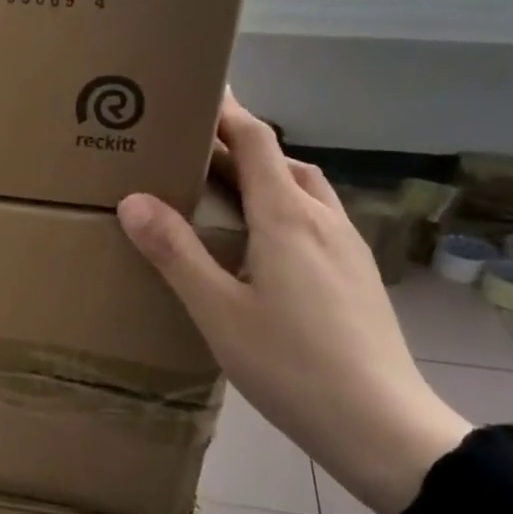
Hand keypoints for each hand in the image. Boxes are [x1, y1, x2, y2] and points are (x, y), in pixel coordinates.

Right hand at [117, 91, 469, 513]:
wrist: (379, 423)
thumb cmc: (290, 364)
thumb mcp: (217, 310)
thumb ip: (175, 252)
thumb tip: (133, 199)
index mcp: (286, 217)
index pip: (256, 142)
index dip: (227, 112)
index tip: (198, 90)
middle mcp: (323, 219)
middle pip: (282, 160)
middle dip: (240, 145)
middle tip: (196, 150)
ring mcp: (349, 247)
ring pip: (305, 190)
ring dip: (267, 176)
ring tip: (227, 194)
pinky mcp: (359, 274)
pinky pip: (317, 220)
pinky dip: (285, 209)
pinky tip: (267, 246)